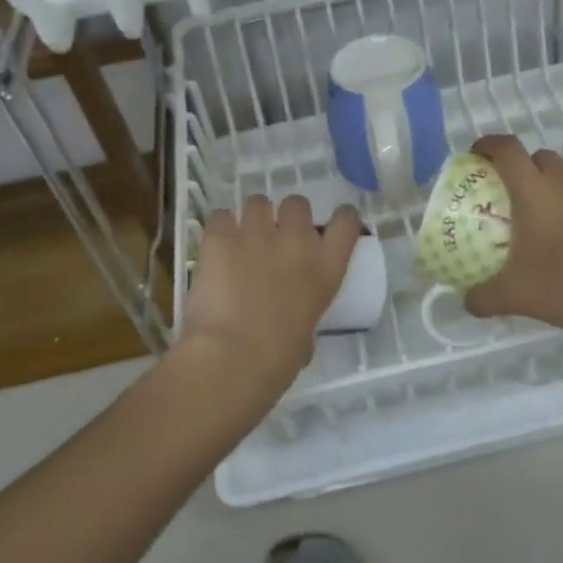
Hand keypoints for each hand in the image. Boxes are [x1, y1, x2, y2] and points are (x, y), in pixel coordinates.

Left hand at [180, 195, 361, 405]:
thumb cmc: (277, 360)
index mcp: (326, 267)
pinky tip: (216, 246)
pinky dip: (219, 228)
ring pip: (257, 202)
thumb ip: (304, 310)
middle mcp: (296, 241)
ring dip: (252, 219)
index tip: (334, 222)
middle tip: (275, 237)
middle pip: (297, 204)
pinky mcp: (220, 237)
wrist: (232, 358)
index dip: (341, 217)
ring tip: (241, 240)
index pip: (346, 222)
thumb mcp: (307, 334)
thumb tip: (292, 314)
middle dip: (287, 216)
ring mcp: (257, 234)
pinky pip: (220, 216)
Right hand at [464, 133, 562, 335]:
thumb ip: (483, 297)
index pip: (507, 149)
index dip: (488, 144)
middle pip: (540, 157)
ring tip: (551, 221)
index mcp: (534, 191)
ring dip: (557, 188)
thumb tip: (467, 301)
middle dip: (525, 167)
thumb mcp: (515, 296)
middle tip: (515, 196)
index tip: (477, 155)